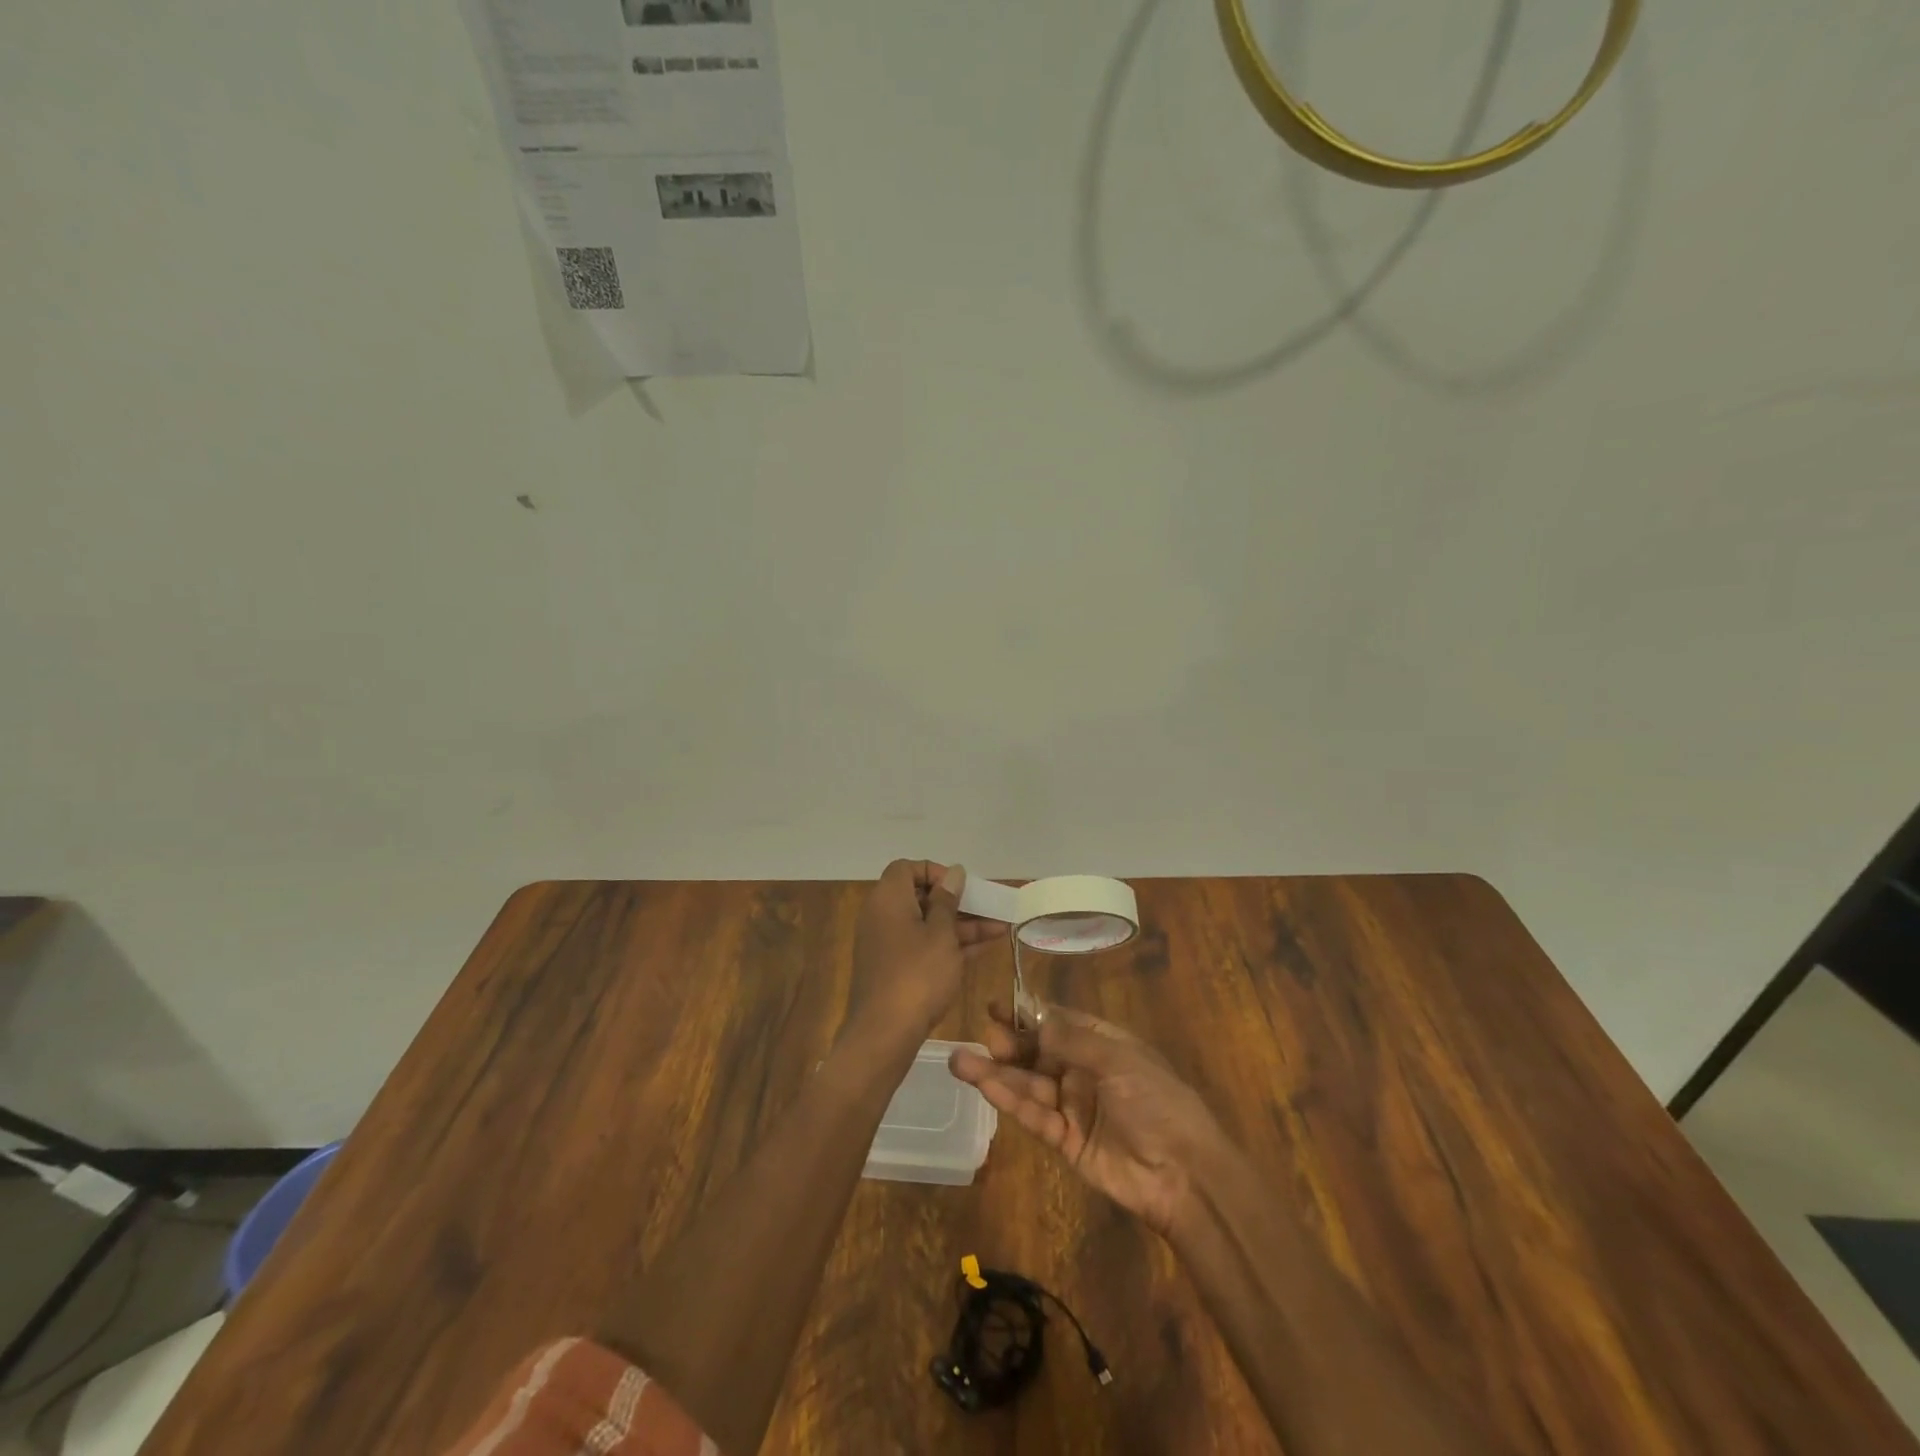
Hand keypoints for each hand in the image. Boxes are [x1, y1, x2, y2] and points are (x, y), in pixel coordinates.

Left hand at [848, 861, 1001, 1041]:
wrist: (884, 1034)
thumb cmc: (917, 974)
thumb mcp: (941, 934)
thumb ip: (948, 901)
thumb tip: (953, 872)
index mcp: (888, 899)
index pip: (907, 868)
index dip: (935, 872)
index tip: (961, 886)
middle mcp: (883, 916)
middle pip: (921, 897)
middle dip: (958, 902)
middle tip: (989, 908)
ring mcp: (888, 945)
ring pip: (927, 924)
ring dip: (961, 925)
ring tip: (1001, 928)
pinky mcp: (895, 969)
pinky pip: (924, 946)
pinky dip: (949, 945)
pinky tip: (984, 947)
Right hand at [950, 1002, 1230, 1237]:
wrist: (1184, 1173)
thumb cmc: (1156, 1101)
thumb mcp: (1118, 1059)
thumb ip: (1071, 1039)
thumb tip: (1032, 1018)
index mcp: (1102, 1043)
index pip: (1057, 1022)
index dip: (1027, 1014)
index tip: (995, 1006)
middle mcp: (1083, 1071)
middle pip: (1037, 1052)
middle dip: (1009, 1044)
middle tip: (983, 1036)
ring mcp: (1072, 1106)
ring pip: (1028, 1084)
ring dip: (997, 1073)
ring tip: (961, 1061)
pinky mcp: (1064, 1140)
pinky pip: (1033, 1116)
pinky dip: (1010, 1101)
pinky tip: (986, 1087)